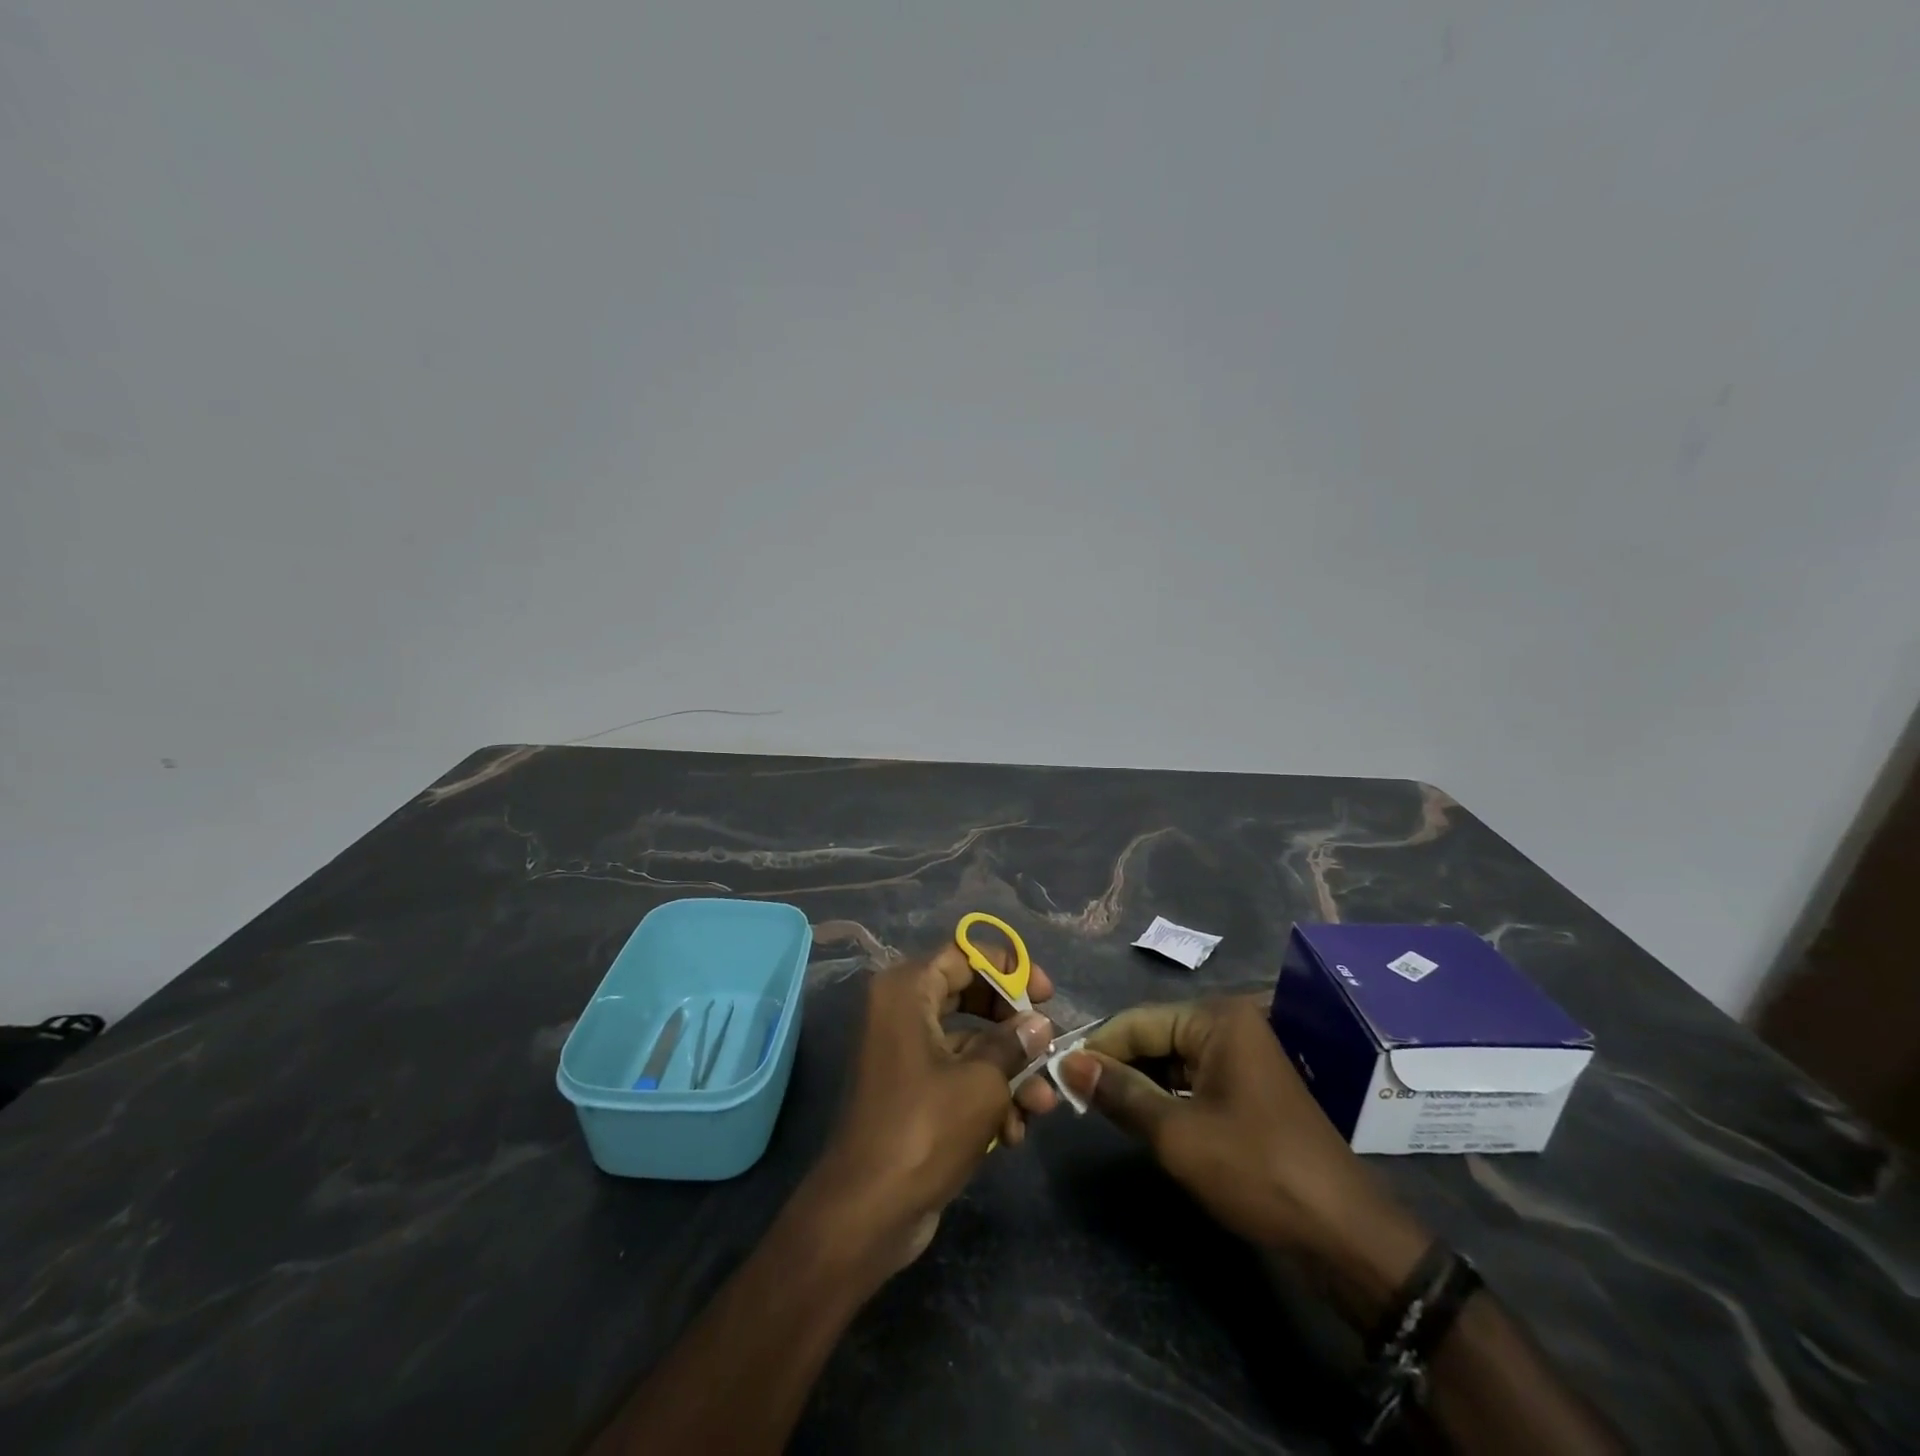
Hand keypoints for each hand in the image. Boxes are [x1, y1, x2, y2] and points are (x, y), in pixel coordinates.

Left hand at [801, 943, 1058, 1277]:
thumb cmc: (925, 1128)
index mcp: (907, 991)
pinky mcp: (912, 1092)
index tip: (1045, 993)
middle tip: (1048, 1042)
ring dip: (1009, 1072)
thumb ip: (1014, 1044)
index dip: (1008, 968)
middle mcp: (901, 1012)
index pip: (963, 954)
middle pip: (970, 997)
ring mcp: (905, 1053)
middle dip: (1014, 1027)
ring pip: (969, 1044)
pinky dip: (987, 1096)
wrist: (868, 1211)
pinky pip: (957, 1076)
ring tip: (1042, 1105)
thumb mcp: (982, 1082)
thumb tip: (1039, 1024)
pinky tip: (1014, 1132)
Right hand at [1058, 997, 1428, 1313]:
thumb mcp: (1177, 1134)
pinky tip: (1140, 1119)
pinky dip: (1164, 1097)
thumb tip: (1068, 1064)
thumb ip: (1120, 1093)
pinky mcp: (1247, 1089)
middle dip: (1116, 1065)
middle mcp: (1230, 1025)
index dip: (1097, 1047)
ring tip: (1098, 1108)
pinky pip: (1192, 1080)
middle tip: (1074, 1096)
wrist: (1343, 1235)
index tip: (1057, 1074)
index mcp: (1217, 1019)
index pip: (1137, 1021)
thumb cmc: (1256, 1171)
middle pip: (1154, 1036)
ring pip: (1170, 1060)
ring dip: (1138, 1083)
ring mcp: (1242, 1057)